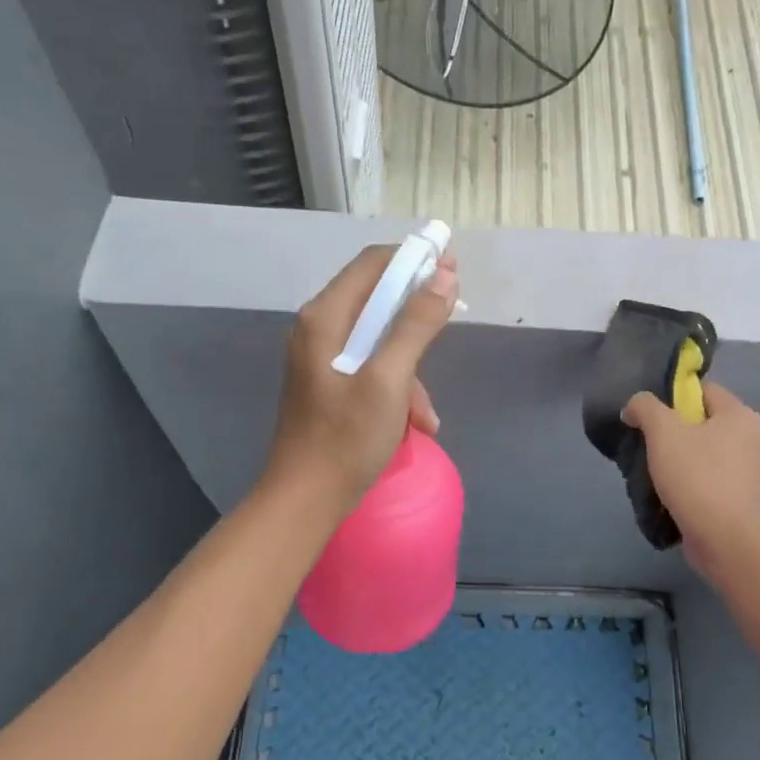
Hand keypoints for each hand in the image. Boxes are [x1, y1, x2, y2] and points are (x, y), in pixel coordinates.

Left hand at [263, 243, 458, 513]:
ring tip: (428, 414)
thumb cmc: (346, 439)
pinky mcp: (330, 384)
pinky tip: (416, 424)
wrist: (305, 499)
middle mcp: (319, 328)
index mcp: (325, 317)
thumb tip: (445, 276)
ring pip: (380, 340)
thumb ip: (415, 325)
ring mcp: (323, 358)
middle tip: (453, 321)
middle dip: (418, 317)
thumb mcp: (388, 380)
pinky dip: (397, 389)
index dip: (414, 259)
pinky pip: (372, 368)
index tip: (453, 268)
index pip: (373, 264)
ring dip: (412, 368)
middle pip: (377, 300)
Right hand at [622, 381, 759, 578]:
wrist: (723, 537)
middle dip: (675, 431)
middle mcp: (753, 437)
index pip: (703, 391)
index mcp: (740, 414)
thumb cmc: (696, 475)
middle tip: (649, 445)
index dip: (673, 398)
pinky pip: (711, 478)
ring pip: (707, 452)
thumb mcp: (662, 430)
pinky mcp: (743, 498)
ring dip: (682, 459)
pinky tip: (672, 493)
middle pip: (704, 422)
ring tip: (656, 473)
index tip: (649, 418)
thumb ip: (645, 407)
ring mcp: (750, 471)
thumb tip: (635, 408)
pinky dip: (692, 482)